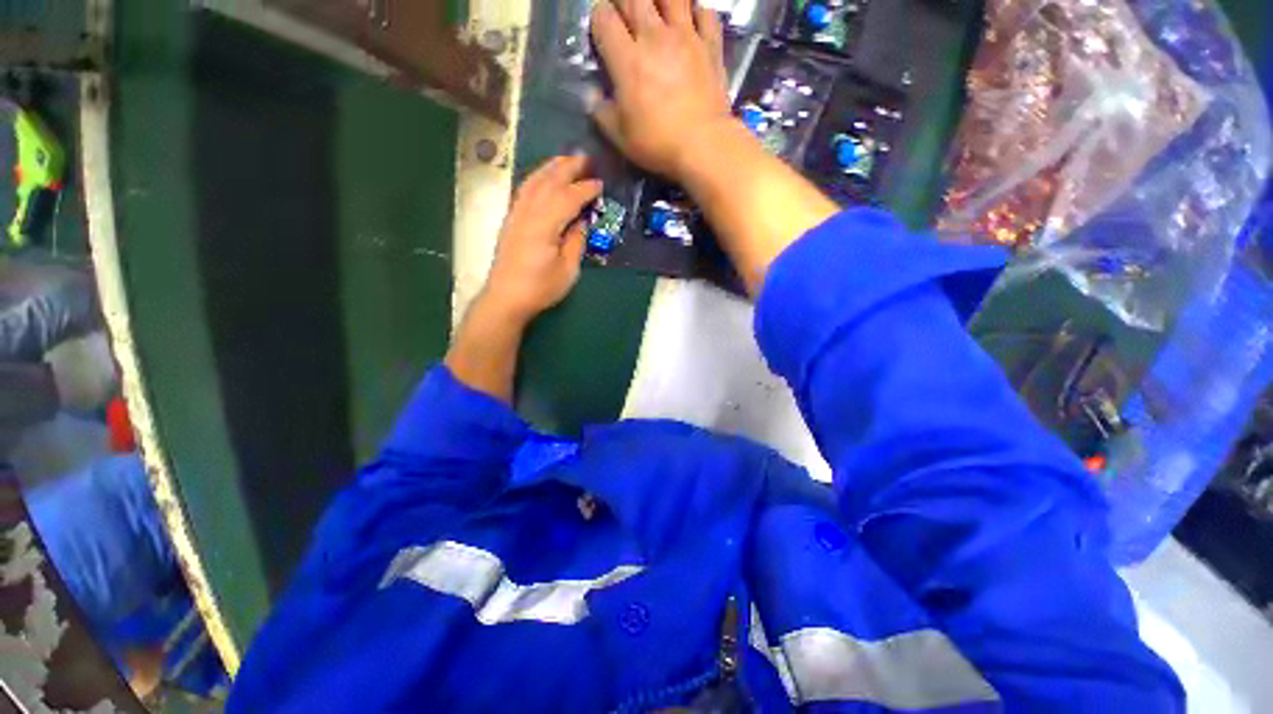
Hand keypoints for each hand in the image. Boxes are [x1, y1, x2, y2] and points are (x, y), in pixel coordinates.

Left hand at [481, 155, 602, 324]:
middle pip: (548, 182)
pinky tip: (544, 179)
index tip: (600, 184)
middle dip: (568, 167)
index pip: (567, 198)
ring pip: (533, 182)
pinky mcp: (511, 220)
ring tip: (566, 161)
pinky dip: (537, 179)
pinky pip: (524, 191)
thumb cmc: (540, 288)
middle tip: (586, 158)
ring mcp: (516, 215)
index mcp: (544, 226)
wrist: (506, 298)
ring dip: (550, 168)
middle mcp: (527, 214)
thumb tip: (581, 222)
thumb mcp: (567, 270)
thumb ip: (575, 242)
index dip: (585, 189)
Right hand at [590, 0, 734, 179]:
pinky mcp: (710, 46)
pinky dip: (697, 12)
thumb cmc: (658, 144)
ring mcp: (686, 37)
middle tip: (624, 17)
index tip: (601, 32)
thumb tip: (592, 96)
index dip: (598, 18)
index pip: (604, 17)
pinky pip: (706, 13)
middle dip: (623, 2)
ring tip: (656, 11)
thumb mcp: (620, 137)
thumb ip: (601, 112)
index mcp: (627, 59)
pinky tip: (691, 22)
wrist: (703, 145)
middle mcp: (654, 37)